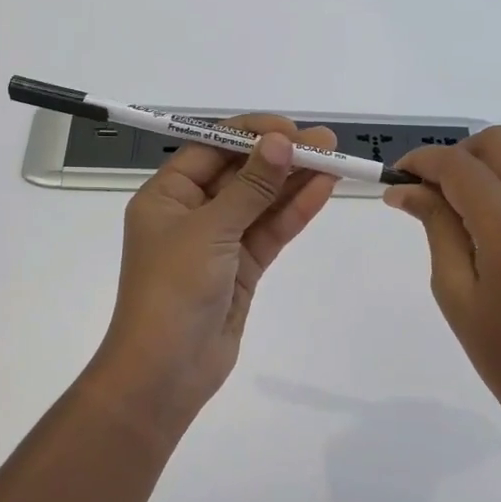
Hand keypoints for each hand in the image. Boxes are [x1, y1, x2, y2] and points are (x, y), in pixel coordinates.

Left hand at [85, 114, 338, 424]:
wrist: (166, 372)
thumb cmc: (173, 290)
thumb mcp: (210, 230)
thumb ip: (250, 187)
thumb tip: (281, 142)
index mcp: (167, 195)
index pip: (211, 148)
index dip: (251, 135)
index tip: (290, 129)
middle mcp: (191, 212)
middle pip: (240, 173)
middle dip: (280, 156)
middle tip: (326, 142)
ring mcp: (218, 241)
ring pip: (260, 202)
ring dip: (294, 181)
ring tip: (335, 160)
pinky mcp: (241, 267)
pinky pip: (270, 230)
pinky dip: (294, 212)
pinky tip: (323, 190)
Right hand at [386, 127, 500, 451]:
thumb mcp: (455, 292)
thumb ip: (435, 227)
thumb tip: (404, 188)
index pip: (460, 167)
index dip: (423, 161)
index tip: (396, 175)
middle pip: (499, 143)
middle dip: (458, 154)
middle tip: (430, 190)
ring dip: (487, 163)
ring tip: (460, 203)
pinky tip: (493, 217)